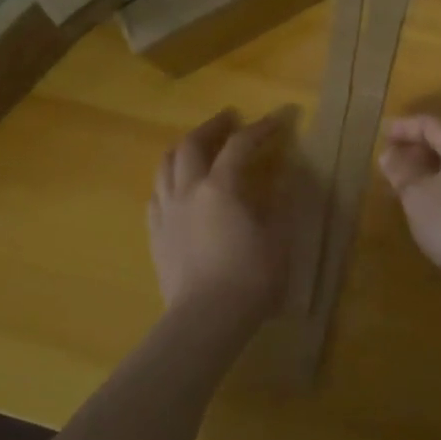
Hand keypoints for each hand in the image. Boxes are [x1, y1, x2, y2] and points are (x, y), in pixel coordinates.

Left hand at [149, 109, 292, 327]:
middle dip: (212, 126)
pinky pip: (156, 195)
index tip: (277, 120)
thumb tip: (285, 177)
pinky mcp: (155, 235)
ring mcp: (166, 212)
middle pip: (192, 144)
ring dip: (185, 147)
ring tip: (198, 145)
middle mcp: (188, 190)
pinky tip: (177, 187)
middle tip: (229, 119)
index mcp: (221, 186)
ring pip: (166, 165)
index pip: (240, 145)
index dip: (260, 128)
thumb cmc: (249, 278)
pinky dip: (169, 180)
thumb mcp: (279, 238)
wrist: (205, 320)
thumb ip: (281, 203)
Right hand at [377, 115, 440, 291]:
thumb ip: (402, 173)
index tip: (381, 136)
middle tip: (390, 166)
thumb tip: (389, 154)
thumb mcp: (419, 197)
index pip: (429, 124)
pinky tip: (433, 211)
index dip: (403, 128)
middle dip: (416, 152)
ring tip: (406, 190)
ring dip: (430, 174)